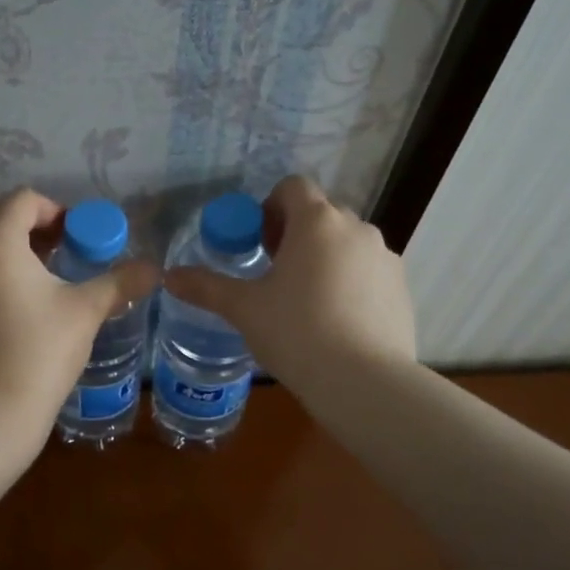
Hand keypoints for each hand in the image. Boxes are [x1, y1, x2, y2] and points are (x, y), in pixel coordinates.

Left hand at [0, 189, 158, 436]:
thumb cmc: (41, 349)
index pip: (24, 200)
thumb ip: (120, 282)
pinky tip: (14, 314)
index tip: (78, 237)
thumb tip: (154, 270)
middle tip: (62, 253)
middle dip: (30, 227)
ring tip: (42, 282)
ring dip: (10, 253)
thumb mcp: (86, 310)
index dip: (56, 211)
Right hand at [163, 175, 415, 392]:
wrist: (364, 382)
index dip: (270, 208)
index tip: (259, 244)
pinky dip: (350, 282)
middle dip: (296, 234)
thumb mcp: (244, 308)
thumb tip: (168, 277)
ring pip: (347, 243)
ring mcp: (385, 257)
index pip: (293, 186)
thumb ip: (206, 287)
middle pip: (320, 214)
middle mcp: (356, 228)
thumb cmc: (296, 332)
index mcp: (317, 221)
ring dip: (324, 257)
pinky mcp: (401, 288)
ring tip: (306, 301)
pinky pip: (368, 270)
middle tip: (275, 273)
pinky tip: (336, 321)